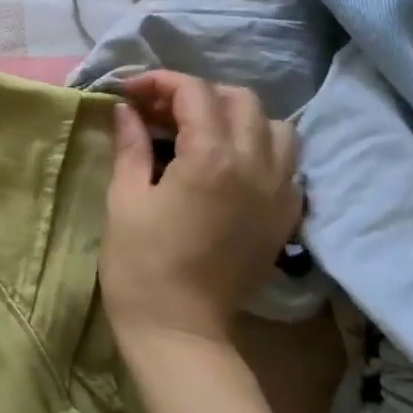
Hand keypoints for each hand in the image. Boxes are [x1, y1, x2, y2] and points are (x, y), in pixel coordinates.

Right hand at [100, 72, 301, 348]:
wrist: (179, 329)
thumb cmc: (140, 263)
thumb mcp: (124, 198)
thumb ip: (131, 145)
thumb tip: (126, 110)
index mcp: (211, 158)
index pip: (195, 92)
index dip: (161, 82)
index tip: (132, 92)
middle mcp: (256, 166)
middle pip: (241, 100)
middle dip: (199, 94)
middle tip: (163, 113)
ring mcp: (279, 193)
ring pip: (276, 128)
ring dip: (238, 118)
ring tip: (203, 134)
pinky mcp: (285, 218)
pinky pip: (288, 165)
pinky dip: (262, 151)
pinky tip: (230, 167)